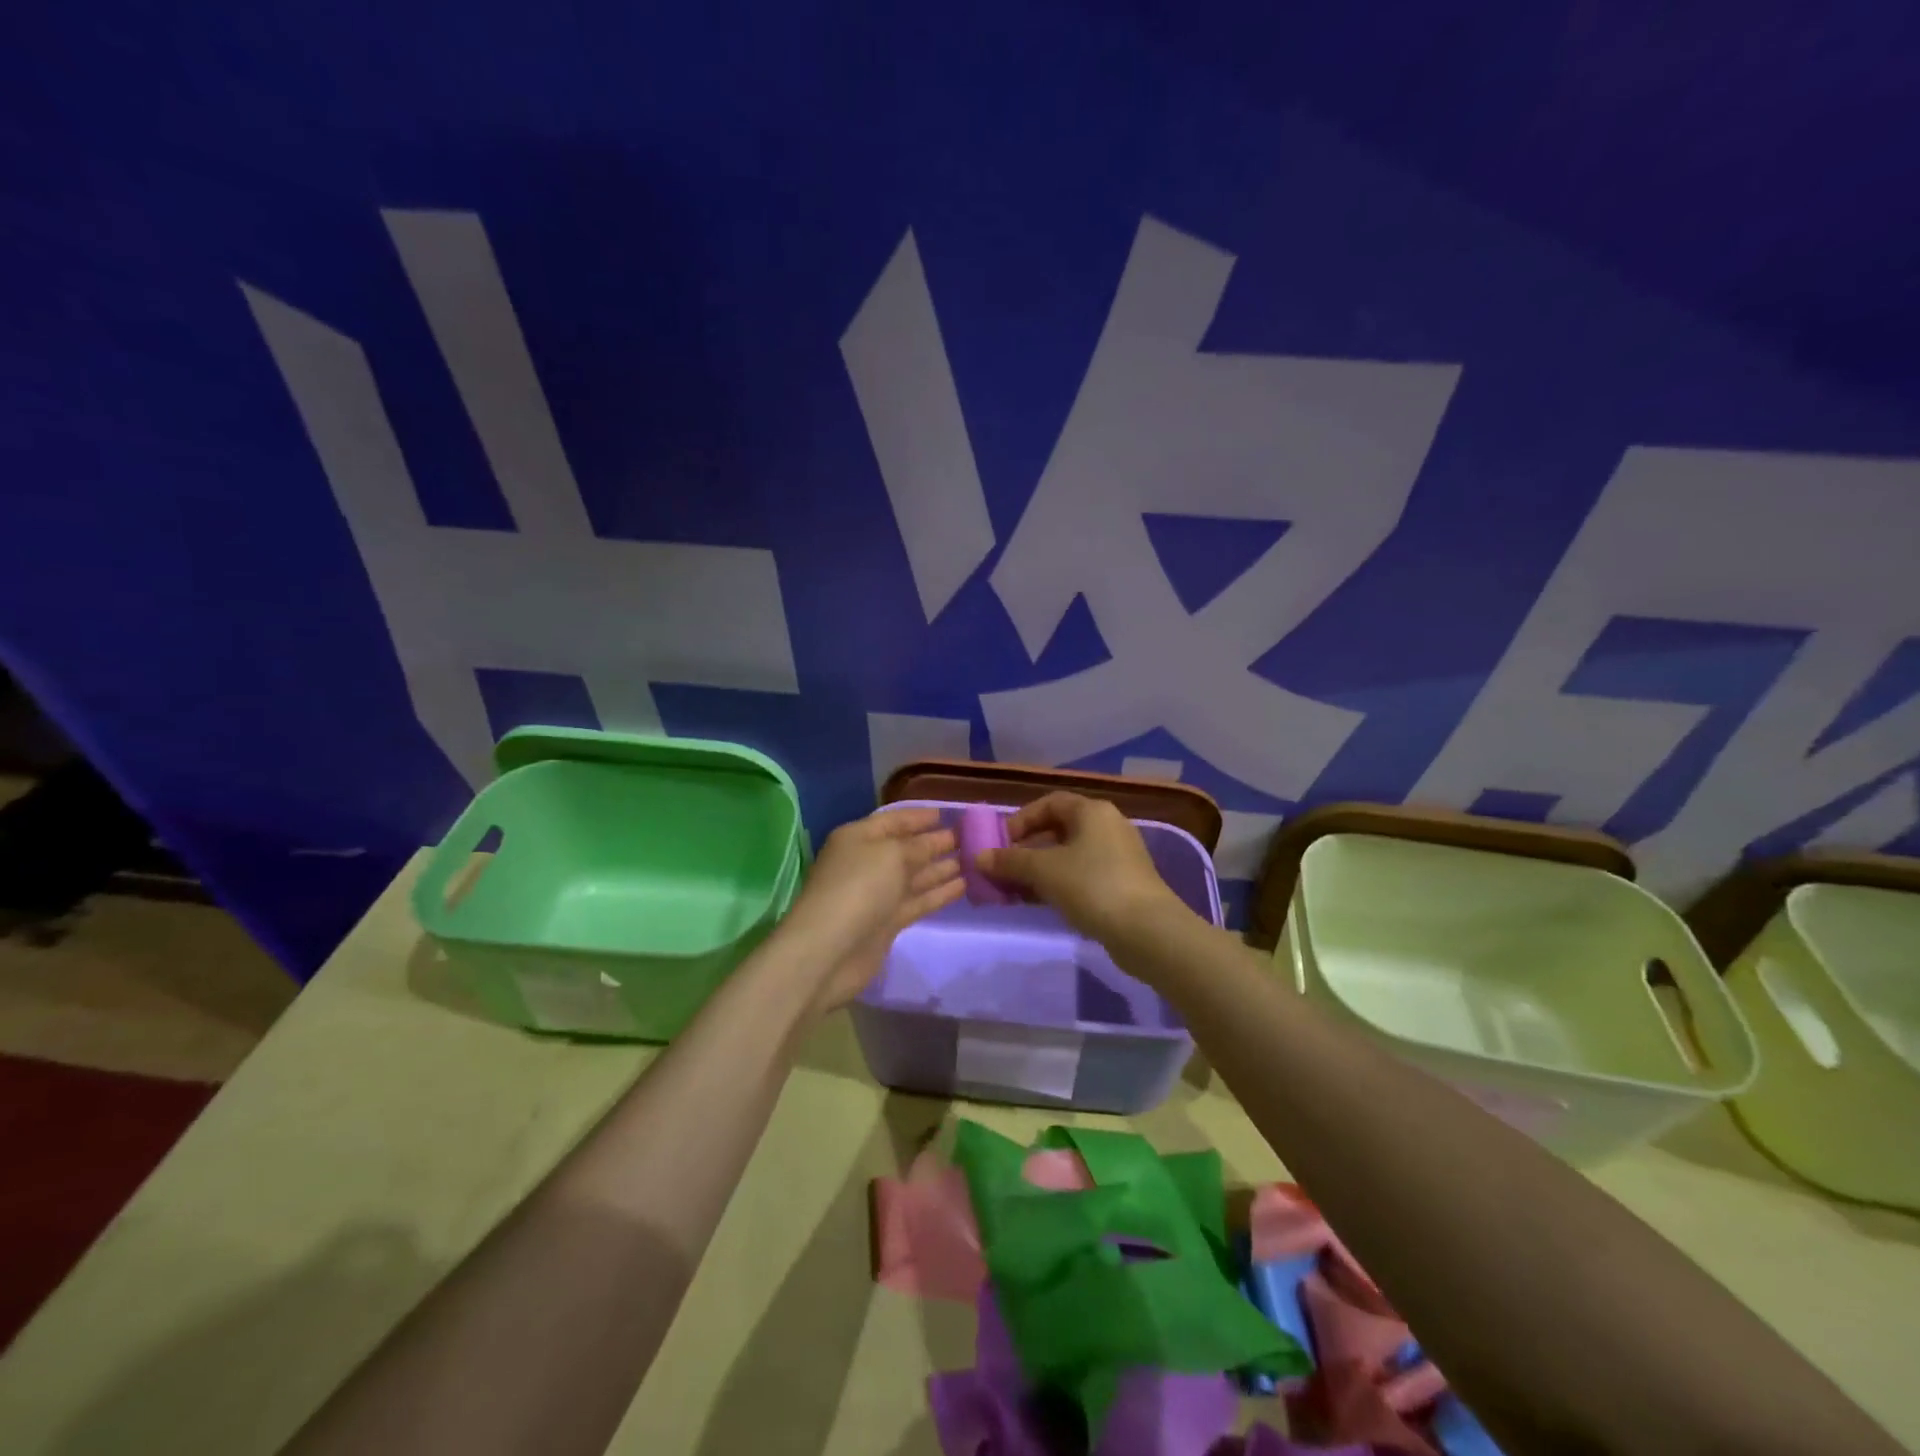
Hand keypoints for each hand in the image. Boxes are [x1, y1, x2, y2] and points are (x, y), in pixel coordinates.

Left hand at [775, 807, 962, 1012]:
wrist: (830, 951)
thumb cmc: (859, 887)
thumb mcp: (892, 855)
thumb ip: (919, 845)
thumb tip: (937, 840)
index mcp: (858, 838)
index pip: (893, 820)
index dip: (919, 817)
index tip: (947, 814)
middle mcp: (866, 862)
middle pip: (906, 848)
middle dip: (935, 842)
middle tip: (970, 838)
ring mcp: (877, 895)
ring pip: (914, 876)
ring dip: (942, 867)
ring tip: (974, 860)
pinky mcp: (887, 922)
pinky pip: (918, 901)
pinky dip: (939, 893)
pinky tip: (964, 885)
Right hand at [977, 792, 1185, 941]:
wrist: (1147, 931)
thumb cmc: (1092, 886)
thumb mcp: (1043, 871)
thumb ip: (1009, 861)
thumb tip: (979, 857)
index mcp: (1092, 811)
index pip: (1049, 803)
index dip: (1021, 820)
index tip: (1000, 843)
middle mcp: (1107, 826)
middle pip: (1058, 829)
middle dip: (1026, 849)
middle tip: (1003, 869)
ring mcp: (1118, 856)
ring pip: (1068, 856)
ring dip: (1039, 870)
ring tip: (1014, 890)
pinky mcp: (1122, 884)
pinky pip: (1082, 875)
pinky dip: (1058, 884)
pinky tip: (1040, 903)